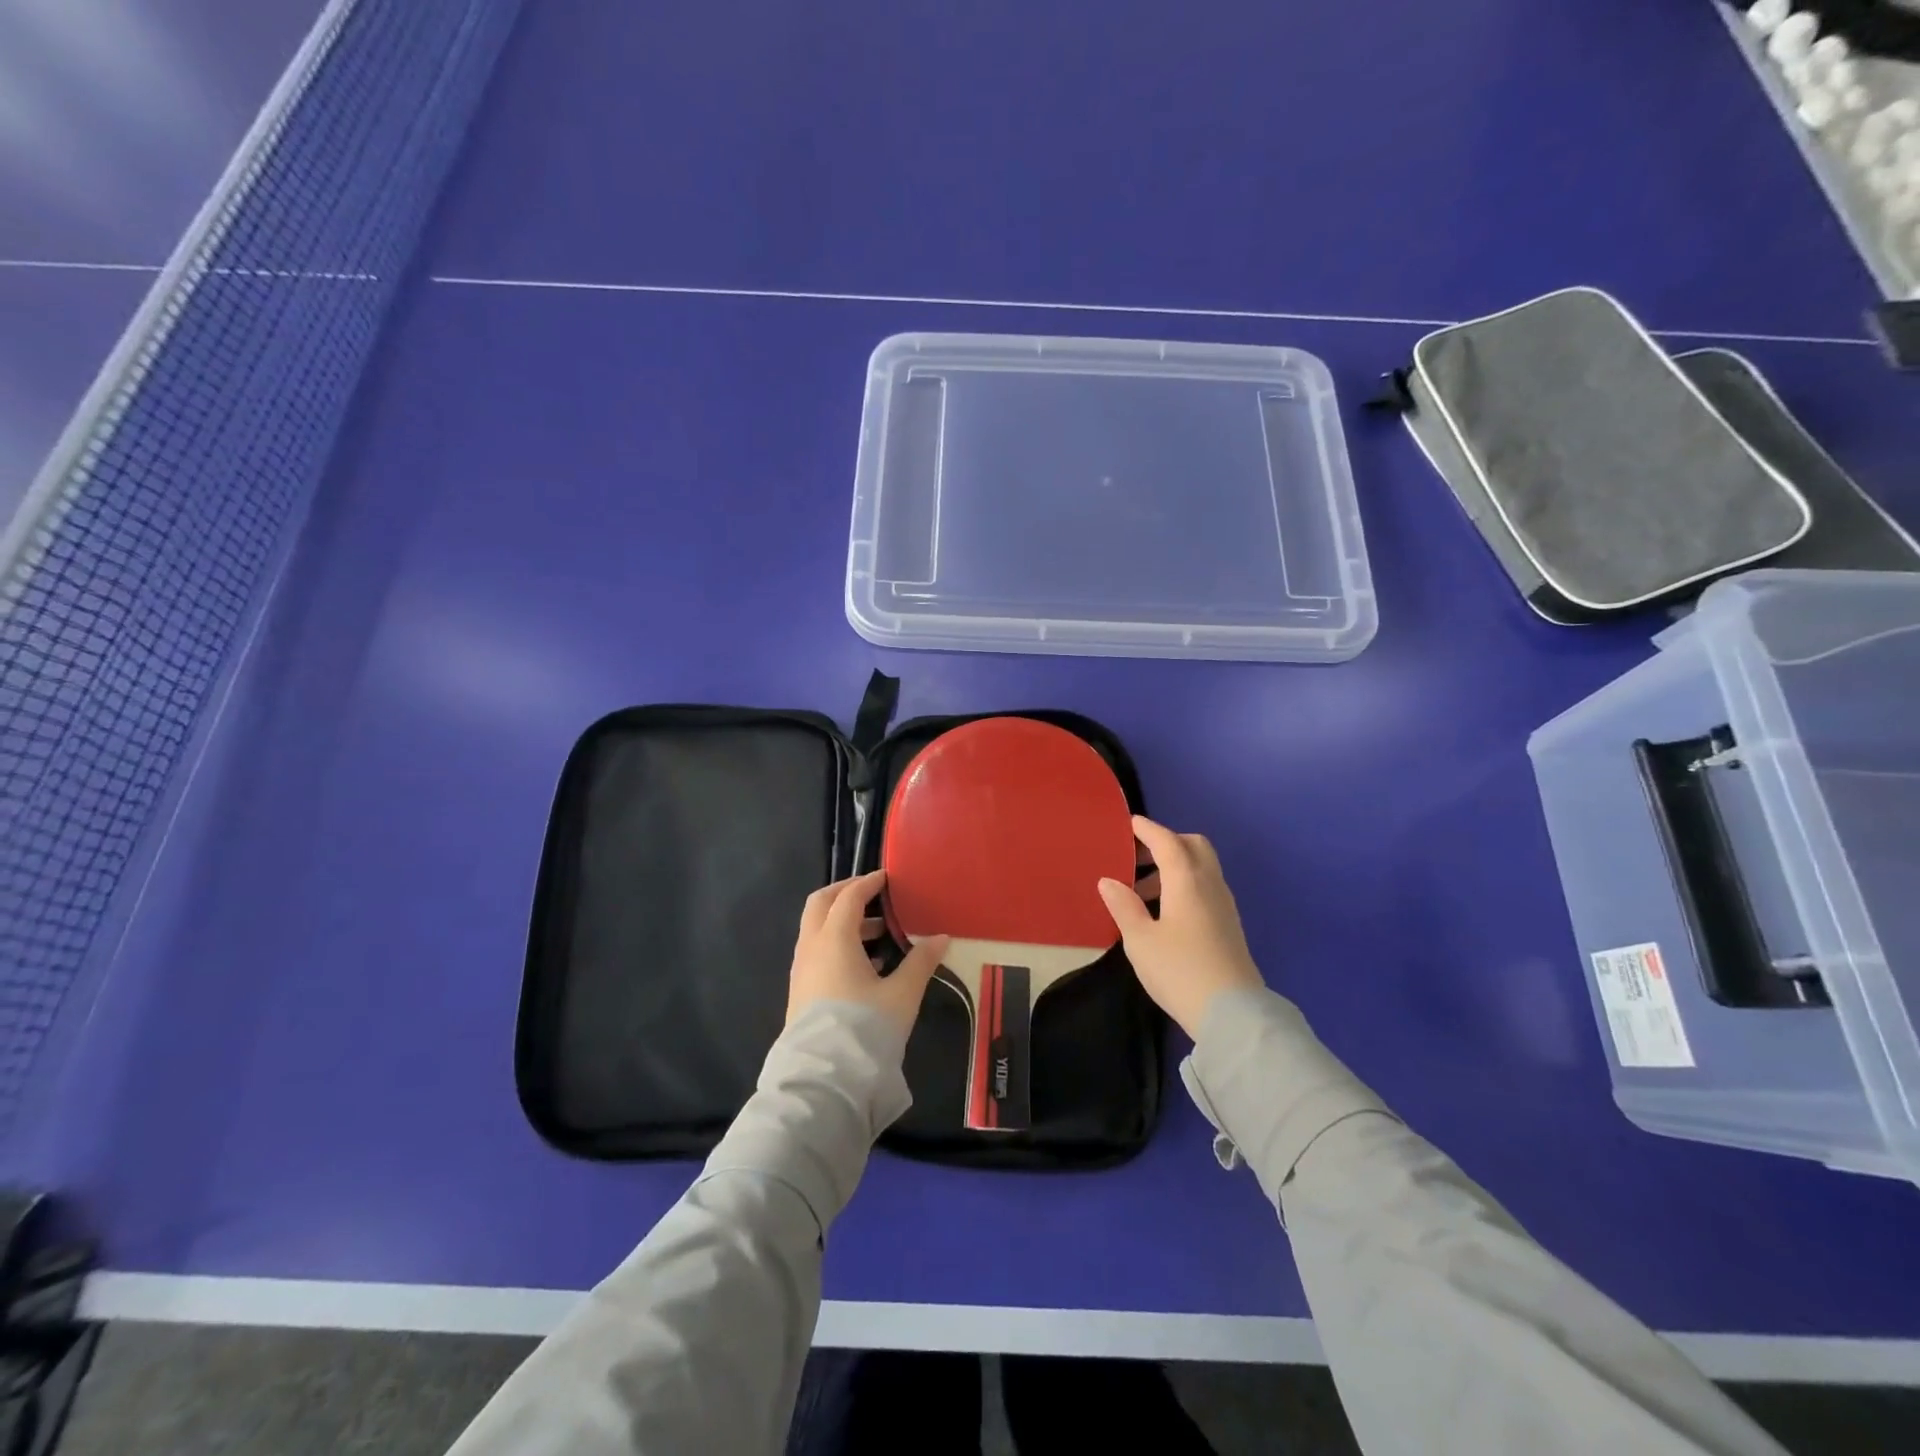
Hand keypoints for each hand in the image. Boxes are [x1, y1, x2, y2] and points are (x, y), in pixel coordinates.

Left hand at [787, 869, 948, 1036]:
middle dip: (845, 893)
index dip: (868, 883)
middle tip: (872, 894)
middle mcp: (811, 947)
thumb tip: (941, 938)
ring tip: (878, 934)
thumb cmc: (865, 1028)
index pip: (849, 897)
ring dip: (842, 921)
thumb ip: (921, 962)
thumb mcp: (902, 994)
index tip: (887, 878)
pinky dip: (836, 943)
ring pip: (817, 929)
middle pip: (821, 904)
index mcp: (834, 938)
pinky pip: (817, 951)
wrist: (825, 1079)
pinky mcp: (800, 991)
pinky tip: (864, 965)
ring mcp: (801, 970)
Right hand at [1098, 816, 1263, 1039]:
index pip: (1167, 841)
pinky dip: (1184, 884)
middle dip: (1166, 843)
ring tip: (1141, 892)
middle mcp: (1210, 884)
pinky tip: (1164, 911)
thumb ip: (1123, 906)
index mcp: (1187, 881)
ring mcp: (1224, 905)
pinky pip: (1205, 887)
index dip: (1147, 829)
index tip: (1129, 823)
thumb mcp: (1140, 940)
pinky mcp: (1229, 925)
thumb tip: (1109, 881)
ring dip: (1173, 867)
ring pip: (1201, 867)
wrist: (1232, 1014)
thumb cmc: (1179, 971)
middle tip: (1138, 856)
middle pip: (1192, 846)